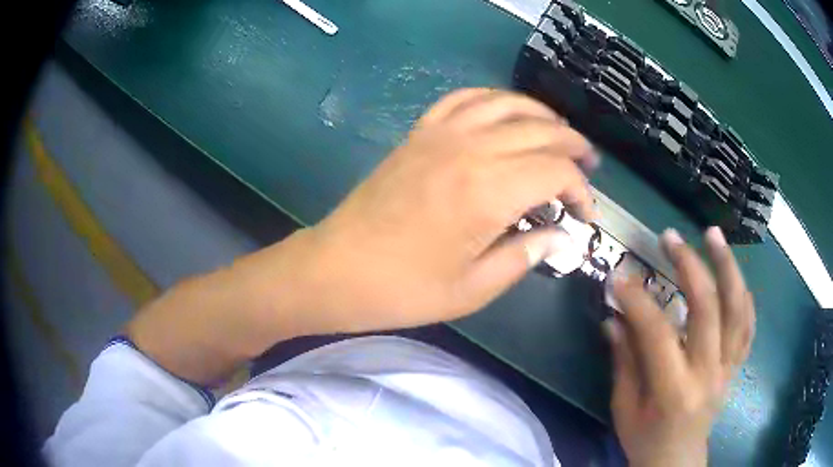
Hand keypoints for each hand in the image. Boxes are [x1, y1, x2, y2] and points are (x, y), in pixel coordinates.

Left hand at [292, 88, 598, 332]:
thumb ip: (525, 256)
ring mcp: (441, 134)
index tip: (584, 216)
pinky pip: (463, 98)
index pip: (556, 172)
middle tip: (587, 167)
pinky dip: (493, 99)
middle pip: (540, 130)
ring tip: (559, 132)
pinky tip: (506, 112)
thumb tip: (560, 238)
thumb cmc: (404, 289)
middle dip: (573, 146)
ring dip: (541, 114)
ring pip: (507, 103)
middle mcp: (471, 149)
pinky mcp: (419, 133)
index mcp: (489, 191)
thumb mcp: (473, 289)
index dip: (580, 192)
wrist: (337, 269)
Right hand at [604, 227, 755, 466]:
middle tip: (670, 237)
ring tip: (713, 234)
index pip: (658, 335)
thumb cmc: (645, 440)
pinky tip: (733, 274)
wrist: (677, 461)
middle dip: (689, 266)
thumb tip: (613, 318)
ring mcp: (728, 367)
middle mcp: (707, 374)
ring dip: (727, 266)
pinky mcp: (736, 365)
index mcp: (673, 391)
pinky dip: (743, 294)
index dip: (638, 301)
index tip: (620, 276)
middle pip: (708, 310)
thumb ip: (623, 361)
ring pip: (737, 309)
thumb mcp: (624, 408)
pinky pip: (748, 324)